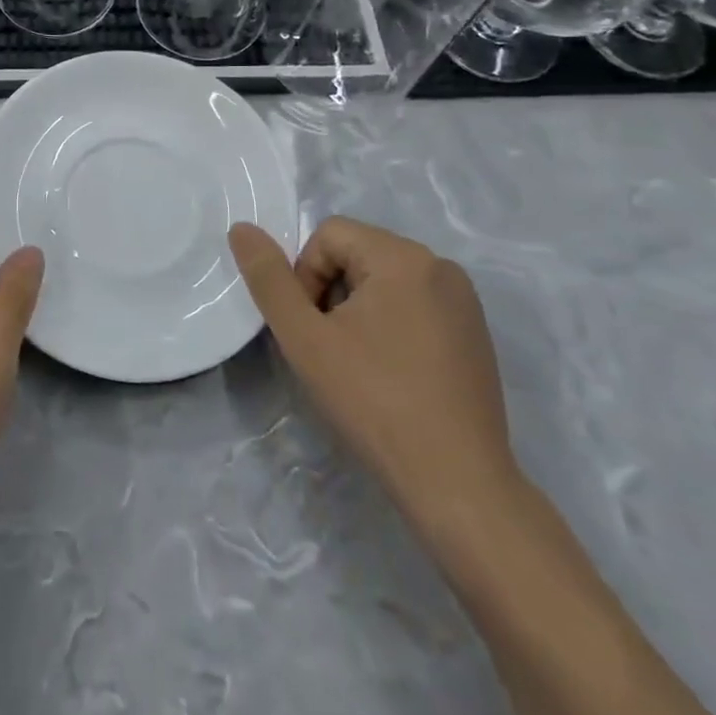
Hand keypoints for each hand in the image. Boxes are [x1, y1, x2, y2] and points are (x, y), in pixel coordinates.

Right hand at [229, 217, 514, 512]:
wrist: (458, 486)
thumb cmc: (374, 402)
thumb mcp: (304, 338)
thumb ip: (268, 278)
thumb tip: (240, 228)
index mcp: (403, 257)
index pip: (328, 235)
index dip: (305, 276)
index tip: (313, 330)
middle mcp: (440, 266)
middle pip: (356, 254)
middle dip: (330, 292)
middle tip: (331, 349)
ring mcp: (463, 301)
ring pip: (383, 280)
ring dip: (357, 310)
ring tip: (359, 364)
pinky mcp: (474, 333)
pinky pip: (414, 304)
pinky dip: (390, 325)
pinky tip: (391, 374)